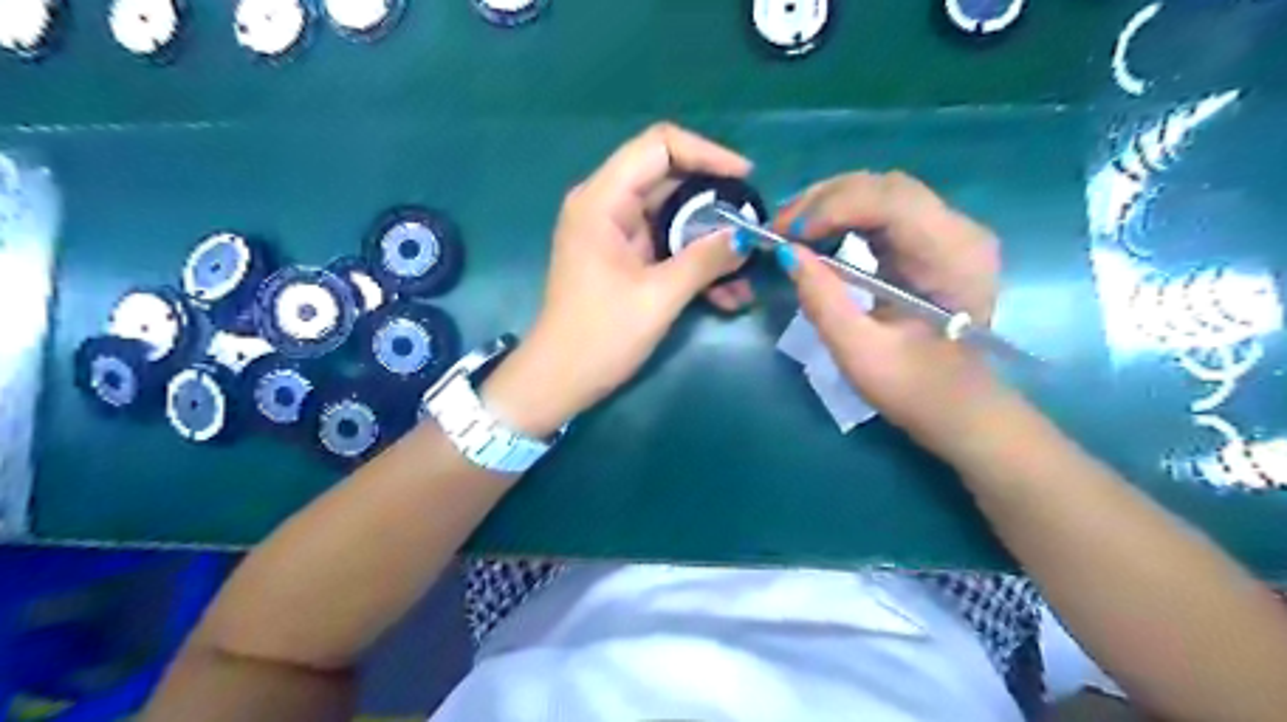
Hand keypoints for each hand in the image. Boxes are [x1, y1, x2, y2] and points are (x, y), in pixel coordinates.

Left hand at [486, 123, 756, 437]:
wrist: (558, 381)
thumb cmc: (600, 337)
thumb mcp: (658, 297)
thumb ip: (704, 260)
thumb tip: (747, 236)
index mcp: (602, 201)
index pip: (659, 146)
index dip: (707, 154)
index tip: (746, 178)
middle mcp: (606, 205)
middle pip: (671, 181)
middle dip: (716, 204)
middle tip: (753, 228)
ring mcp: (614, 233)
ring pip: (674, 218)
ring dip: (710, 241)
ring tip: (745, 272)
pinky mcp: (623, 258)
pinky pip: (666, 246)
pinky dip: (694, 262)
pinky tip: (726, 293)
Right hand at [774, 169, 1005, 456]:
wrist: (960, 409)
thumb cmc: (915, 389)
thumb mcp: (860, 353)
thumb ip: (822, 300)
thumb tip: (784, 252)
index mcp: (953, 256)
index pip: (891, 201)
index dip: (832, 207)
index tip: (785, 234)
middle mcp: (958, 230)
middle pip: (885, 187)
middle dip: (825, 200)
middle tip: (778, 228)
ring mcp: (948, 233)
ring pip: (882, 192)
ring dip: (831, 204)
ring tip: (790, 229)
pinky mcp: (931, 242)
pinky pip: (883, 212)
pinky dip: (844, 217)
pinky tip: (818, 235)